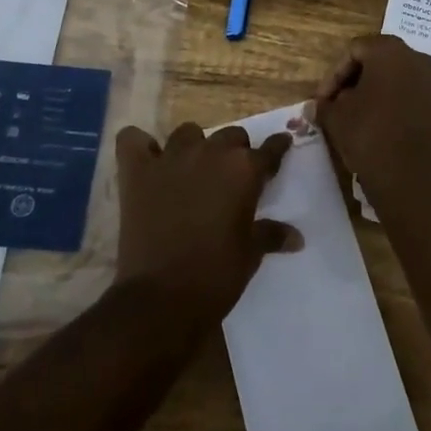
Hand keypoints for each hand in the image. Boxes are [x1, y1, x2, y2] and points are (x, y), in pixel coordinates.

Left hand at [113, 122, 299, 321]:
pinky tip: (147, 160)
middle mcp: (210, 153)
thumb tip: (296, 237)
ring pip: (187, 132)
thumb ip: (271, 235)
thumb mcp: (251, 254)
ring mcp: (170, 159)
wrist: (161, 299)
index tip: (281, 148)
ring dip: (194, 146)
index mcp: (244, 170)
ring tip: (192, 169)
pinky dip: (140, 145)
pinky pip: (133, 140)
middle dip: (235, 151)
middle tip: (232, 176)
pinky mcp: (137, 172)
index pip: (270, 149)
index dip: (277, 149)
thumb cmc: (216, 275)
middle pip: (231, 135)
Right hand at [314, 35, 430, 201]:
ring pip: (406, 83)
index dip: (334, 75)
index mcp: (390, 52)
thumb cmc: (369, 136)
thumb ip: (325, 105)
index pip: (355, 50)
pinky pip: (423, 105)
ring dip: (385, 97)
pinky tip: (393, 135)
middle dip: (361, 82)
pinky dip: (406, 113)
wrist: (414, 178)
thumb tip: (319, 105)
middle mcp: (420, 61)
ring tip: (368, 122)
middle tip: (343, 106)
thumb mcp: (336, 118)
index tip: (324, 100)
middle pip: (383, 63)